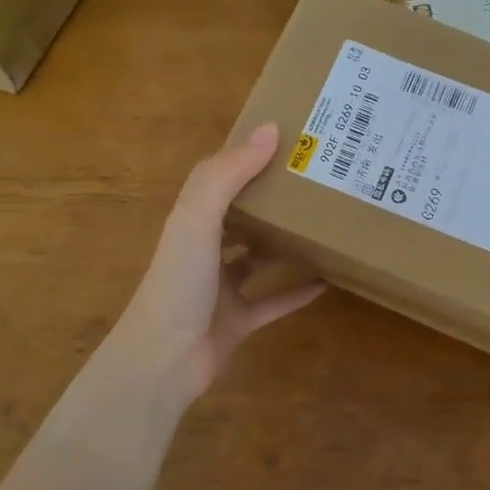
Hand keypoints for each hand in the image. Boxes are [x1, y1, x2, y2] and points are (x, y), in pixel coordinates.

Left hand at [95, 122, 324, 408]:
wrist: (163, 360)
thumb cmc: (179, 282)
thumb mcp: (198, 218)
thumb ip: (229, 174)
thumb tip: (270, 130)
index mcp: (191, 220)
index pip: (220, 178)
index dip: (247, 157)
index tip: (287, 140)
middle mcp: (204, 250)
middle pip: (240, 216)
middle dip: (270, 199)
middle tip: (313, 181)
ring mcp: (221, 288)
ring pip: (257, 258)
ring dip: (283, 243)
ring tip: (322, 225)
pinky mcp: (238, 321)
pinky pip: (273, 301)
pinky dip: (297, 291)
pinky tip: (327, 280)